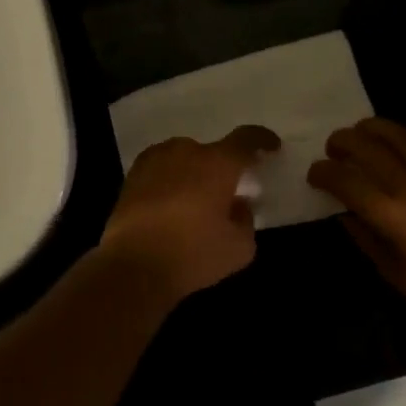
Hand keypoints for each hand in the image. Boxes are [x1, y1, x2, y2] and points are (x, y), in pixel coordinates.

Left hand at [99, 126, 278, 302]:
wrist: (133, 265)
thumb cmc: (193, 253)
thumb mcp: (239, 248)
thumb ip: (246, 220)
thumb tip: (239, 205)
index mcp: (218, 163)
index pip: (246, 139)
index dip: (262, 140)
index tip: (272, 147)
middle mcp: (186, 150)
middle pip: (212, 152)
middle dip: (221, 170)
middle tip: (225, 195)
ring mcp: (156, 158)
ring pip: (184, 159)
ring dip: (193, 173)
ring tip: (193, 204)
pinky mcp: (133, 173)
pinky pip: (162, 169)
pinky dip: (170, 181)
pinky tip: (169, 205)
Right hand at [308, 118, 405, 340]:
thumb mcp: (391, 272)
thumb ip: (363, 236)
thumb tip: (344, 211)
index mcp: (392, 215)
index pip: (345, 179)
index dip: (323, 172)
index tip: (314, 174)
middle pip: (368, 146)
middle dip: (343, 141)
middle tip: (333, 148)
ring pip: (400, 135)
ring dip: (373, 130)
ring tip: (362, 134)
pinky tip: (400, 151)